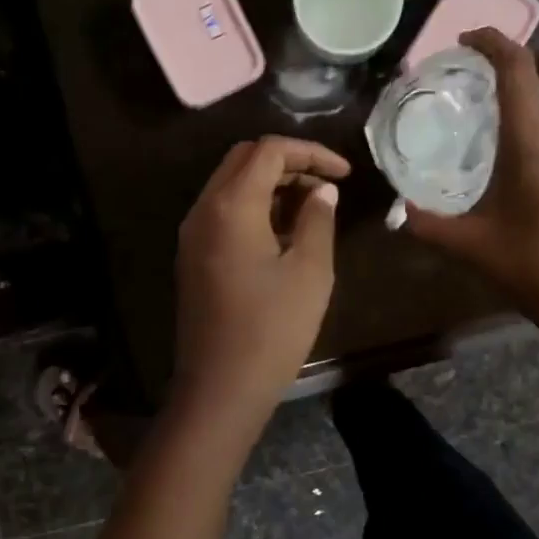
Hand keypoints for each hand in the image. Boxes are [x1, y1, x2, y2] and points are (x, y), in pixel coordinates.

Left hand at [172, 136, 349, 416]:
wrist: (220, 388)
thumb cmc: (272, 329)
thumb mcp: (309, 271)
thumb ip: (317, 220)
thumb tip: (323, 191)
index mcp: (231, 206)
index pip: (269, 150)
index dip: (311, 152)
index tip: (345, 173)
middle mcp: (203, 210)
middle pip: (244, 159)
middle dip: (289, 162)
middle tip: (326, 186)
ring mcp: (193, 234)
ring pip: (231, 184)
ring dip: (271, 184)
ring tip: (312, 208)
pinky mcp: (193, 256)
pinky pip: (223, 211)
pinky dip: (254, 206)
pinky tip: (284, 232)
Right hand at [405, 30, 538, 358]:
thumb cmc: (531, 268)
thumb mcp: (470, 245)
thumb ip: (429, 224)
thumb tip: (401, 212)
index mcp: (533, 142)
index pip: (516, 66)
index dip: (491, 41)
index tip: (468, 41)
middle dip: (537, 52)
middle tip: (509, 76)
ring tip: (535, 104)